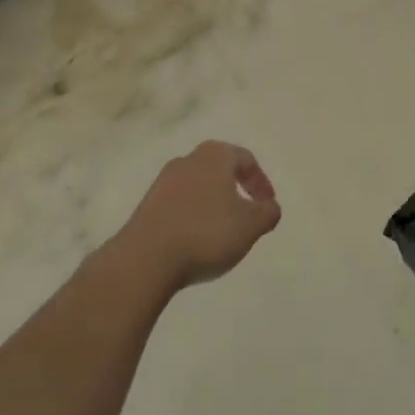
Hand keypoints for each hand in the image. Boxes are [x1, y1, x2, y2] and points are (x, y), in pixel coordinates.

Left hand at [119, 140, 281, 290]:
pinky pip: (179, 205)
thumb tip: (269, 207)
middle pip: (220, 169)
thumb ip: (268, 213)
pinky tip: (196, 242)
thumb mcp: (251, 225)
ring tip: (221, 233)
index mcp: (215, 155)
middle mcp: (188, 160)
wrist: (145, 259)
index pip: (246, 160)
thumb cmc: (206, 233)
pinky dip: (193, 217)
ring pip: (198, 187)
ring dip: (213, 205)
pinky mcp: (146, 205)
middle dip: (236, 190)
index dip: (261, 182)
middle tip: (246, 215)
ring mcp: (163, 182)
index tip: (267, 206)